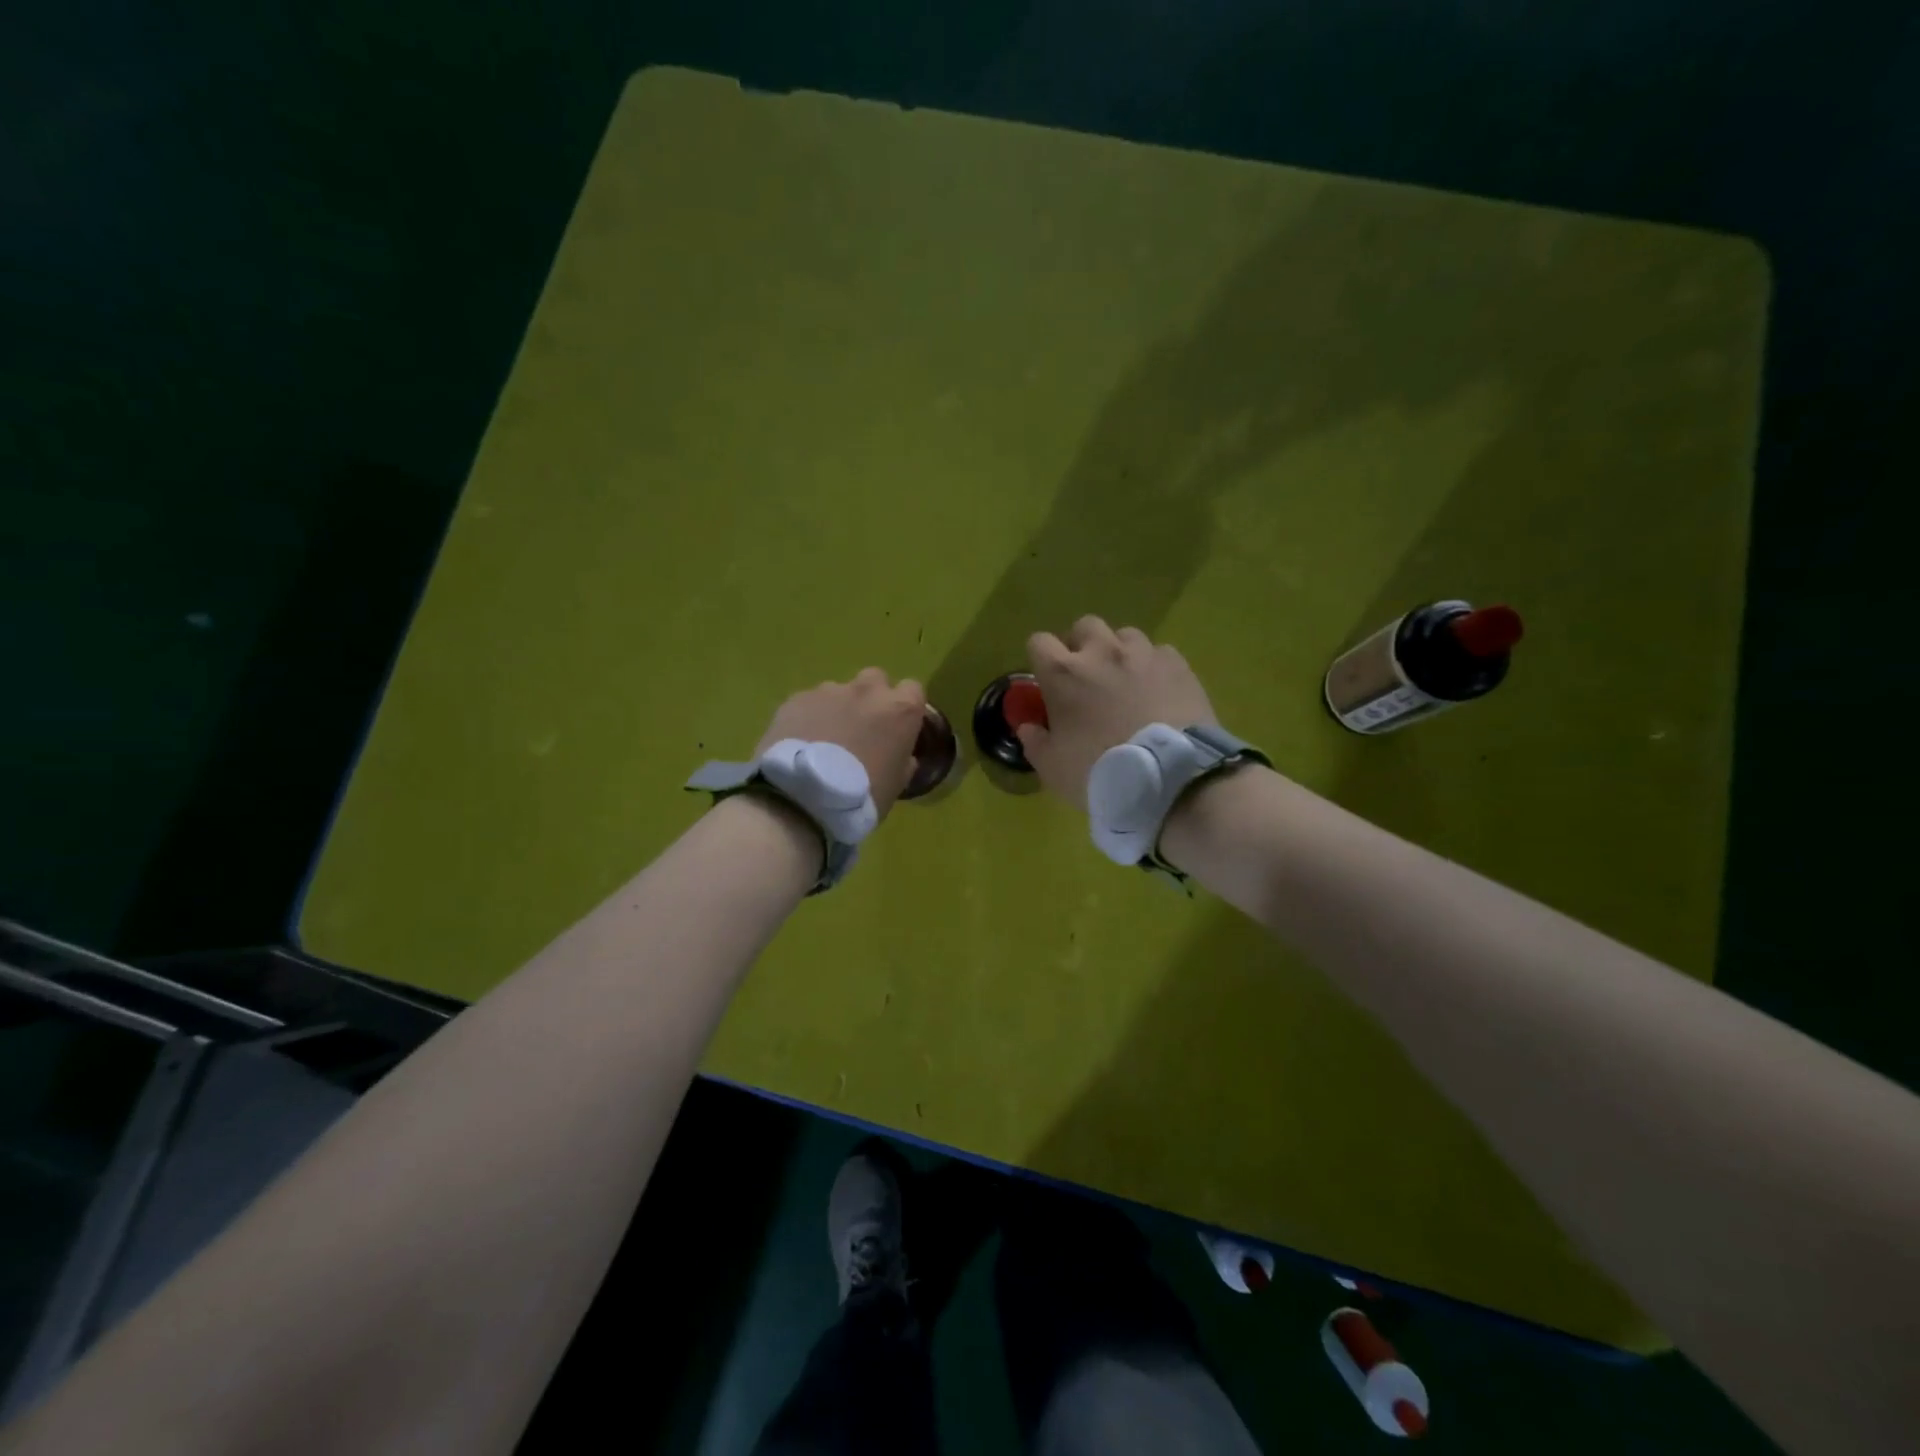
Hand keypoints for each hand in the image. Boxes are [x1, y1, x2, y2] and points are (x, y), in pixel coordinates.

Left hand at [755, 668, 927, 818]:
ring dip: (838, 708)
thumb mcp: (897, 784)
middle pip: (876, 680)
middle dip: (871, 698)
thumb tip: (903, 755)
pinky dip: (809, 716)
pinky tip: (801, 741)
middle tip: (862, 728)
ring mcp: (830, 691)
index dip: (905, 708)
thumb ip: (904, 760)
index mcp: (900, 709)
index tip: (898, 727)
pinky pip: (809, 702)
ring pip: (839, 691)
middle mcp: (868, 691)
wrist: (803, 797)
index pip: (913, 690)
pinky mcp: (797, 698)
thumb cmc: (862, 795)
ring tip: (825, 738)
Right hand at [1017, 616, 1217, 812]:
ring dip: (1120, 652)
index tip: (1047, 680)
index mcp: (1063, 673)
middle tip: (1087, 675)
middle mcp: (1101, 652)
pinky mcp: (1177, 664)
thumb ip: (1035, 742)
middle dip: (1082, 645)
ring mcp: (1143, 654)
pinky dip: (1154, 667)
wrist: (1169, 777)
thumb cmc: (1100, 772)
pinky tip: (1158, 690)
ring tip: (1126, 680)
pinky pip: (1160, 653)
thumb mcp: (1053, 768)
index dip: (1041, 659)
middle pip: (1084, 626)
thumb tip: (1028, 727)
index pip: (1039, 642)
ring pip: (1125, 635)